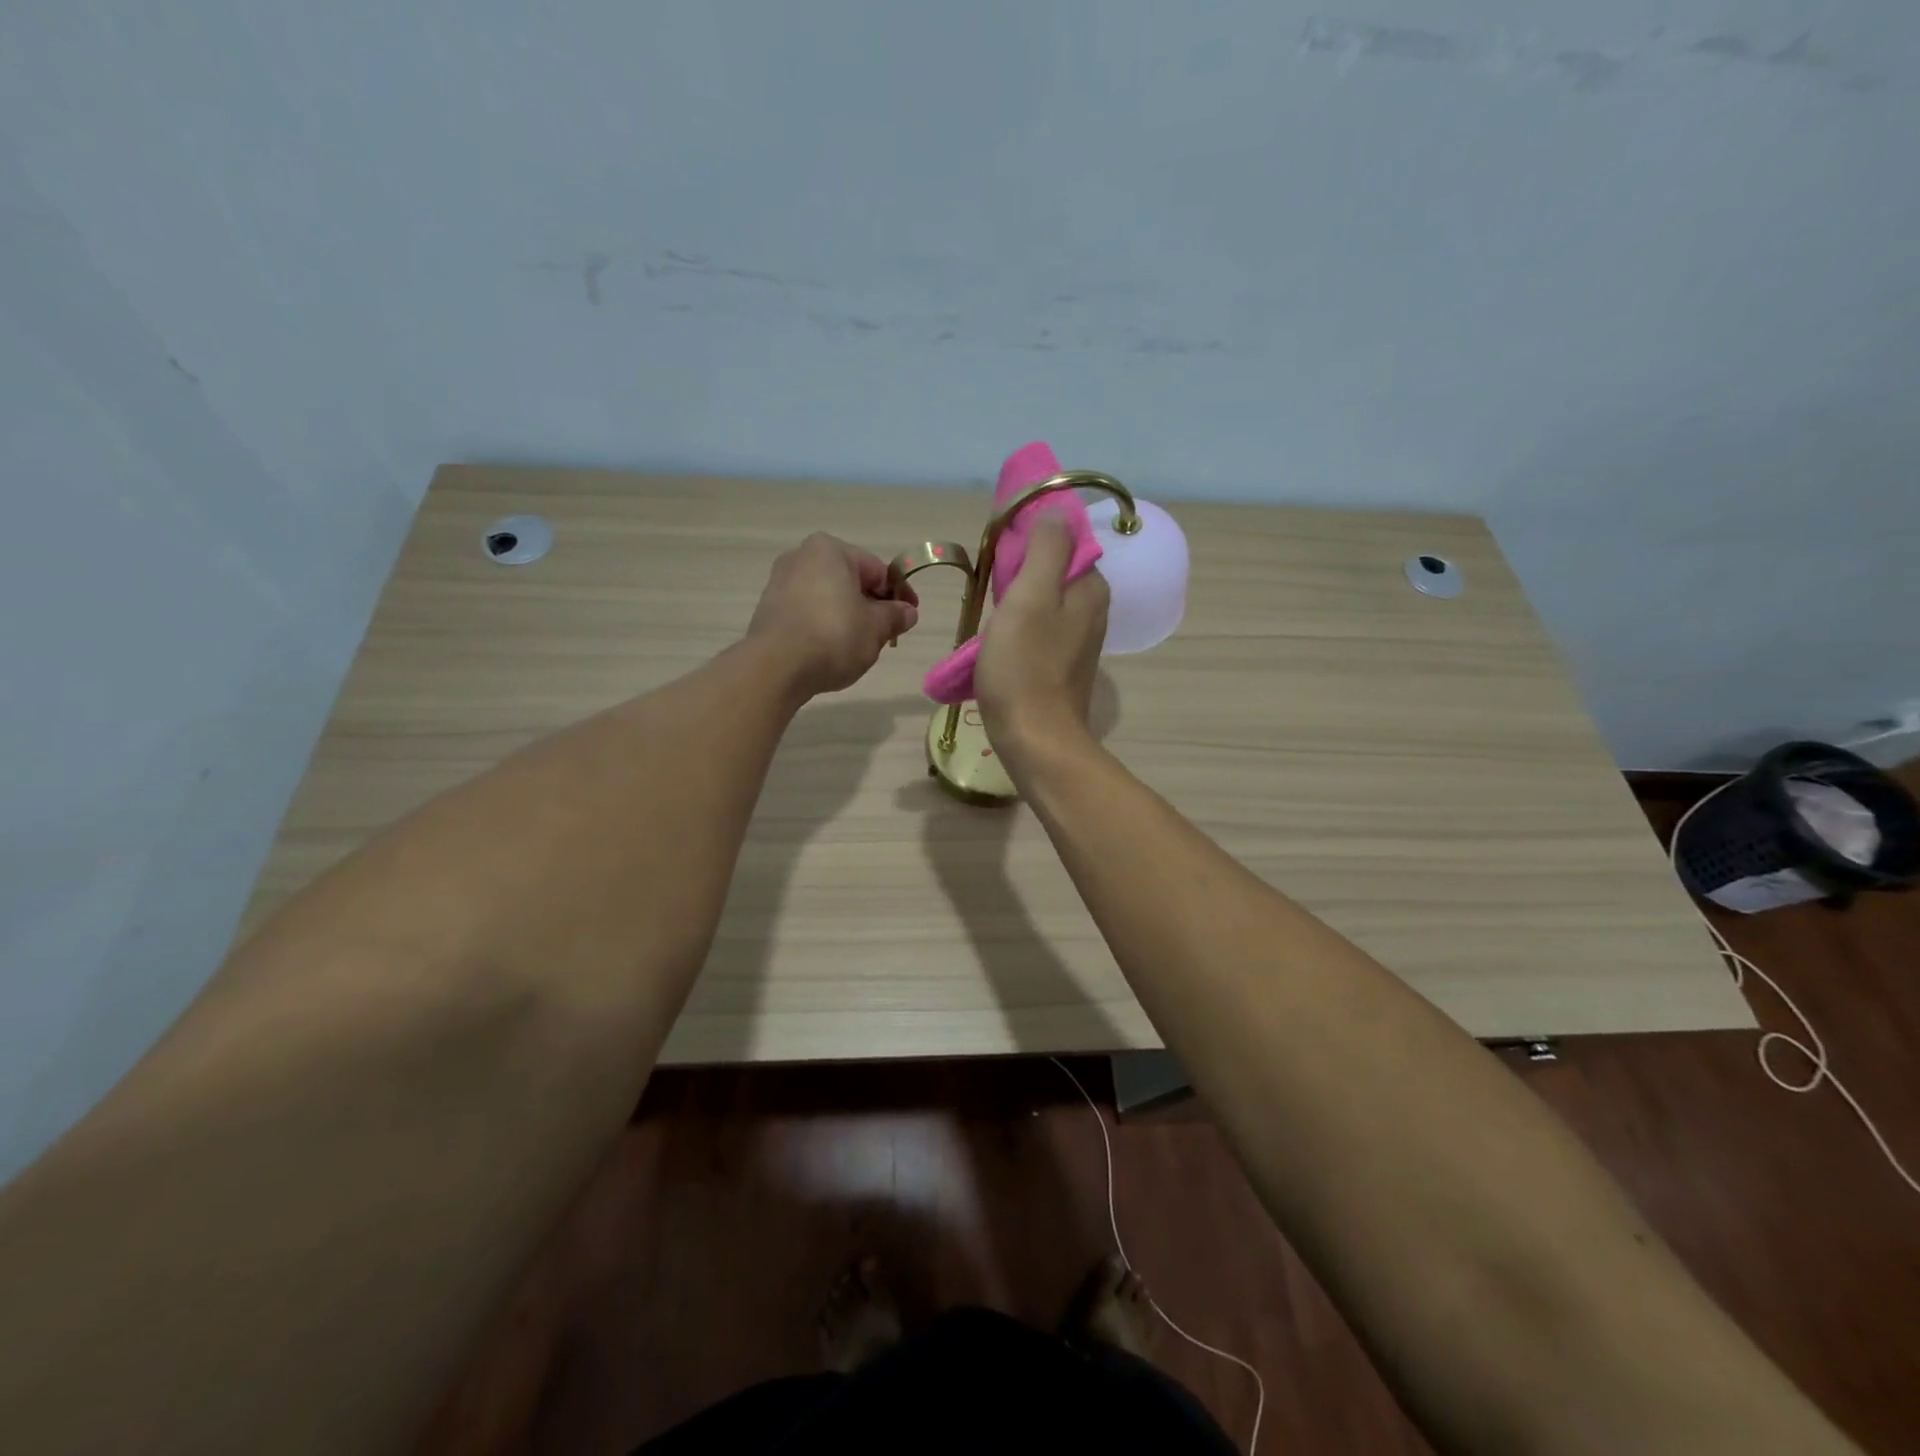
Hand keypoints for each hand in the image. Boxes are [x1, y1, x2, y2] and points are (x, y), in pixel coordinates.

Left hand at [746, 533, 918, 697]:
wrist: (776, 667)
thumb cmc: (833, 636)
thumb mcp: (876, 628)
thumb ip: (895, 616)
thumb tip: (908, 612)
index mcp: (830, 550)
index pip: (877, 569)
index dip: (899, 594)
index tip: (910, 616)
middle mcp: (801, 556)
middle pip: (850, 581)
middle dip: (871, 606)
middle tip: (887, 634)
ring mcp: (780, 582)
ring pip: (828, 597)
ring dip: (848, 617)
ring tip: (860, 645)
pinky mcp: (768, 609)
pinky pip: (808, 612)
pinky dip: (824, 625)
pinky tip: (831, 650)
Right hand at [974, 517, 1108, 769]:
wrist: (1035, 738)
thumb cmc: (1025, 666)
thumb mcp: (1030, 596)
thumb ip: (1046, 548)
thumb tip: (1055, 513)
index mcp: (1091, 587)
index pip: (1066, 541)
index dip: (1031, 539)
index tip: (1000, 553)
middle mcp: (1094, 610)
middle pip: (1054, 571)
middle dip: (1021, 572)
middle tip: (990, 588)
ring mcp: (1081, 641)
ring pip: (1046, 602)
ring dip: (1017, 602)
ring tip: (990, 618)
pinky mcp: (1064, 666)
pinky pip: (1041, 630)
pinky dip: (1020, 628)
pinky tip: (1000, 643)